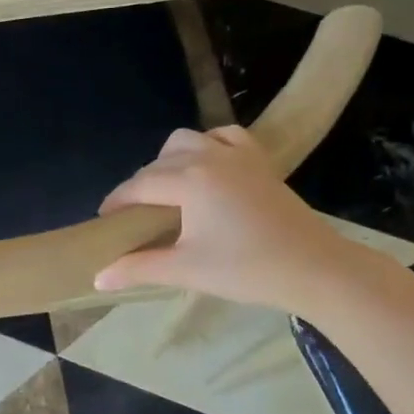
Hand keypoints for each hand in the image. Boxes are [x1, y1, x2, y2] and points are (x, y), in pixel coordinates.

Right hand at [94, 126, 375, 313]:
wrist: (315, 268)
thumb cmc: (247, 269)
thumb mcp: (186, 270)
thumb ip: (139, 268)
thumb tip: (98, 277)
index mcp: (188, 180)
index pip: (138, 186)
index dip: (117, 202)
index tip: (104, 220)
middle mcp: (208, 156)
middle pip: (158, 163)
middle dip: (140, 186)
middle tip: (136, 217)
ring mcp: (237, 154)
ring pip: (187, 141)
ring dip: (169, 161)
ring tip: (168, 191)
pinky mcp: (259, 160)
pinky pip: (224, 136)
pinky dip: (207, 145)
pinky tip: (207, 167)